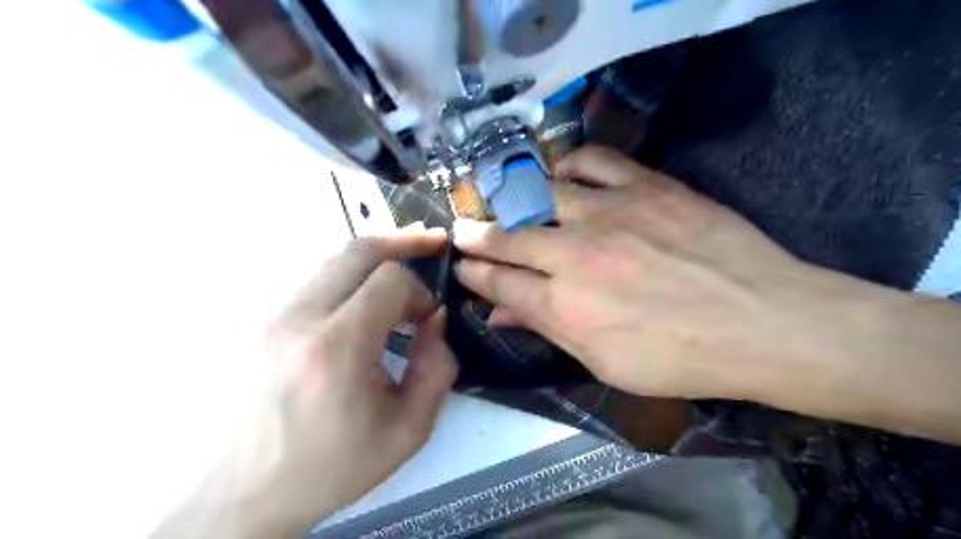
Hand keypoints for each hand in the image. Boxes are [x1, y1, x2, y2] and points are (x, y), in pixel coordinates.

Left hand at [151, 228, 457, 538]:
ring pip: (333, 261)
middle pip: (357, 251)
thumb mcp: (408, 430)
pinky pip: (316, 281)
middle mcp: (299, 318)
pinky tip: (365, 297)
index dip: (419, 290)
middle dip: (402, 242)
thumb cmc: (333, 466)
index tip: (427, 317)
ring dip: (375, 260)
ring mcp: (273, 316)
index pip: (389, 280)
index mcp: (337, 348)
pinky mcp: (263, 322)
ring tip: (403, 268)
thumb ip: (437, 368)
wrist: (247, 492)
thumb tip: (434, 319)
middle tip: (432, 242)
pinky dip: (350, 278)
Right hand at [454, 145, 813, 399]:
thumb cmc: (679, 359)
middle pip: (508, 237)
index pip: (498, 283)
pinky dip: (568, 164)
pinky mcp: (644, 186)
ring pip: (540, 194)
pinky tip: (562, 174)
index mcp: (564, 306)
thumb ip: (547, 330)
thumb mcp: (604, 362)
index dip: (473, 274)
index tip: (460, 266)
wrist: (761, 323)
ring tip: (507, 201)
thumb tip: (500, 316)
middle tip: (460, 231)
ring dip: (513, 199)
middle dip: (475, 235)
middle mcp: (575, 255)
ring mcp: (608, 214)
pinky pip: (593, 160)